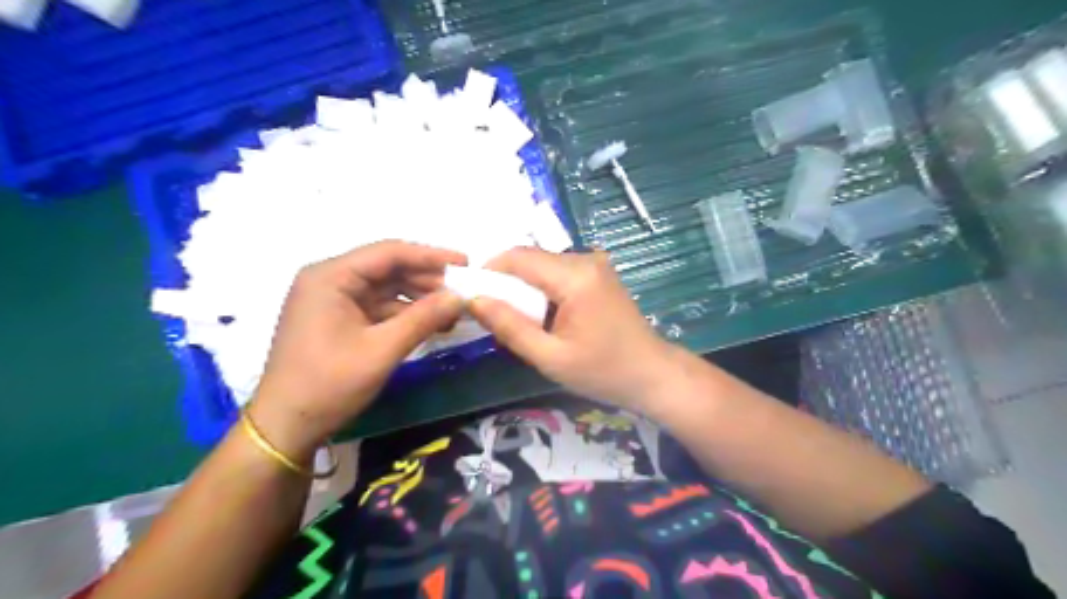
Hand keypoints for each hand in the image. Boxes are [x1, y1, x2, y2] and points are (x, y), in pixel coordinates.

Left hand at [252, 240, 468, 456]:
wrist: (286, 426)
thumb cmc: (329, 384)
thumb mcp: (381, 350)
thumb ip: (423, 318)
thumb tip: (461, 297)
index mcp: (330, 277)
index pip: (389, 252)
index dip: (430, 256)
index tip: (465, 264)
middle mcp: (330, 280)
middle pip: (388, 268)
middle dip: (427, 279)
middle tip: (463, 291)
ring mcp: (333, 300)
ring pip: (386, 288)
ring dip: (419, 298)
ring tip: (452, 312)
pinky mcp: (339, 319)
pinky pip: (379, 307)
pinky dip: (405, 314)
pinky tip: (431, 324)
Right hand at [472, 247, 678, 412]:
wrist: (652, 374)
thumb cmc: (603, 372)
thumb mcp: (550, 357)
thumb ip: (509, 327)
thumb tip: (474, 300)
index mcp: (575, 276)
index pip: (518, 257)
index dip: (489, 271)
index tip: (471, 295)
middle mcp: (586, 259)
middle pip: (531, 260)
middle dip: (506, 283)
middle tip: (493, 315)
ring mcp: (595, 264)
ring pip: (543, 266)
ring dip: (525, 288)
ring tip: (518, 321)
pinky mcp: (598, 274)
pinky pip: (559, 273)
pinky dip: (543, 290)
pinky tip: (542, 317)